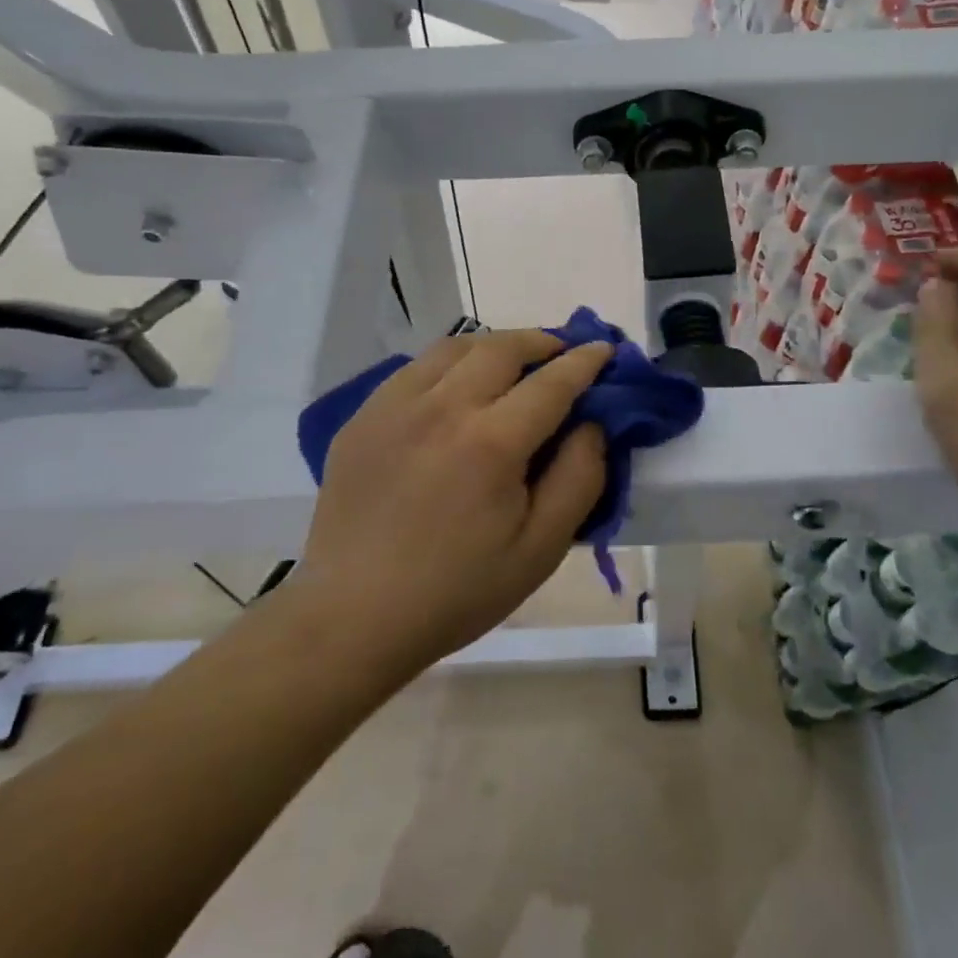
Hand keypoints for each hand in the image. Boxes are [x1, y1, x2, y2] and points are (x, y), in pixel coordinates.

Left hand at [297, 330, 612, 670]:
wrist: (354, 615)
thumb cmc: (458, 591)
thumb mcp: (541, 549)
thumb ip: (579, 478)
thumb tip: (591, 424)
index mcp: (491, 442)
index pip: (551, 382)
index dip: (584, 362)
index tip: (603, 350)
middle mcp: (442, 408)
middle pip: (501, 349)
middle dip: (541, 341)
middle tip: (561, 352)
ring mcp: (394, 407)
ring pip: (454, 348)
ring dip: (495, 346)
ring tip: (514, 362)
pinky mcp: (363, 417)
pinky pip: (415, 369)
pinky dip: (450, 364)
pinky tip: (458, 388)